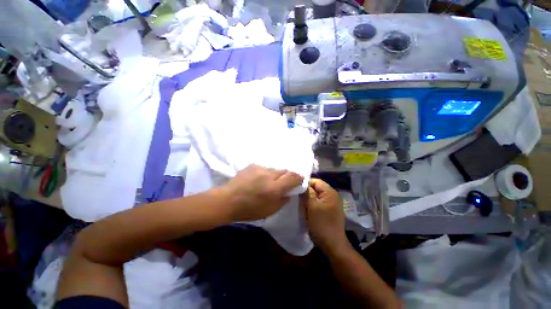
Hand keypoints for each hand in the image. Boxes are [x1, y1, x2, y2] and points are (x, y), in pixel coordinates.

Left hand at [222, 165, 302, 221]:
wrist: (228, 200)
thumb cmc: (249, 209)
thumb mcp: (270, 210)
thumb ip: (283, 200)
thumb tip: (289, 192)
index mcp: (274, 188)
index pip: (293, 177)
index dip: (299, 177)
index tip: (300, 179)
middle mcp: (269, 175)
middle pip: (285, 171)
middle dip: (287, 176)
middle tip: (283, 183)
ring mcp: (260, 169)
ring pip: (274, 169)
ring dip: (275, 175)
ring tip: (268, 182)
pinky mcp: (252, 166)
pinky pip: (264, 168)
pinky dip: (265, 173)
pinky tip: (259, 179)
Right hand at [300, 179, 347, 252]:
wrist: (333, 245)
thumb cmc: (322, 225)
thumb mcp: (312, 207)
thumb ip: (307, 193)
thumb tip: (302, 183)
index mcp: (330, 192)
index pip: (315, 181)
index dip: (305, 183)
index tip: (295, 189)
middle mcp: (332, 195)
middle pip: (316, 188)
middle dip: (306, 191)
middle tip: (297, 197)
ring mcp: (332, 203)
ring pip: (316, 195)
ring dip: (308, 198)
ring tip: (300, 203)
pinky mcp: (330, 210)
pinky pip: (319, 202)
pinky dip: (312, 204)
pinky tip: (307, 208)